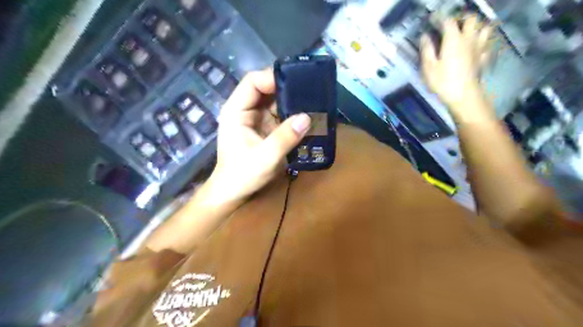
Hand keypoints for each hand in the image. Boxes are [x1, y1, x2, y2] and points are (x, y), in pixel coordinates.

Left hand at [207, 68, 311, 204]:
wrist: (234, 192)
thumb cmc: (242, 175)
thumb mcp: (265, 158)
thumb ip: (284, 138)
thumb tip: (307, 117)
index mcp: (236, 110)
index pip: (252, 82)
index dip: (272, 79)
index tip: (296, 85)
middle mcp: (245, 110)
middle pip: (266, 88)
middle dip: (287, 88)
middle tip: (310, 90)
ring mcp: (256, 118)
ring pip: (275, 101)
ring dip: (292, 101)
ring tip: (313, 101)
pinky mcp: (265, 128)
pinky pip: (280, 114)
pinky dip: (293, 114)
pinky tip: (308, 115)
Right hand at [422, 15, 493, 118]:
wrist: (463, 95)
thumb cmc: (443, 81)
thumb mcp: (428, 67)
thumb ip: (427, 49)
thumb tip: (425, 36)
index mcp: (453, 39)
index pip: (448, 21)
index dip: (439, 17)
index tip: (432, 18)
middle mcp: (469, 39)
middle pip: (472, 19)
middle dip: (462, 17)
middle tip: (453, 23)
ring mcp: (479, 48)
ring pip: (485, 27)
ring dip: (478, 26)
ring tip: (469, 31)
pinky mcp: (484, 58)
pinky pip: (488, 44)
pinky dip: (483, 41)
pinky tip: (478, 45)